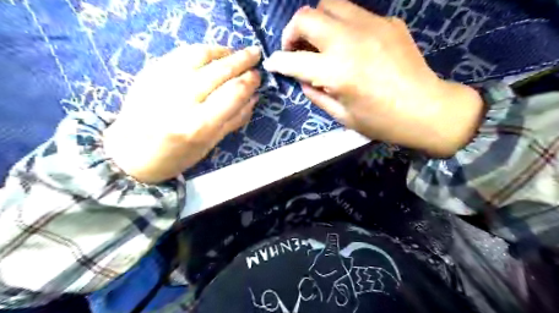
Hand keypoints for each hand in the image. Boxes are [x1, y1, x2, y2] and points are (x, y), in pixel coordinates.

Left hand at [103, 45, 261, 184]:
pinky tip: (212, 53)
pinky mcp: (149, 73)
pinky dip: (201, 50)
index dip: (249, 81)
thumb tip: (254, 97)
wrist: (130, 154)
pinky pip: (181, 53)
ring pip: (199, 55)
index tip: (258, 76)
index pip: (232, 93)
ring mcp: (162, 83)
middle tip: (254, 54)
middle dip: (242, 60)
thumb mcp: (210, 144)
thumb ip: (235, 119)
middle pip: (219, 70)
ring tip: (235, 52)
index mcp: (199, 125)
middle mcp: (180, 101)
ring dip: (223, 51)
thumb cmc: (176, 156)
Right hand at [265, 1, 482, 155]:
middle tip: (296, 48)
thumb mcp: (341, 115)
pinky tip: (350, 45)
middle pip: (307, 16)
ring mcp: (371, 25)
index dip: (278, 61)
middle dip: (292, 31)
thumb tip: (302, 78)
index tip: (273, 63)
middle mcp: (349, 41)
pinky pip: (354, 14)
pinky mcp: (388, 22)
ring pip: (330, 4)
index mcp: (336, 71)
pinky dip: (342, 26)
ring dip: (317, 22)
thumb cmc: (381, 121)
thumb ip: (315, 93)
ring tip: (320, 41)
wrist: (426, 109)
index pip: (293, 59)